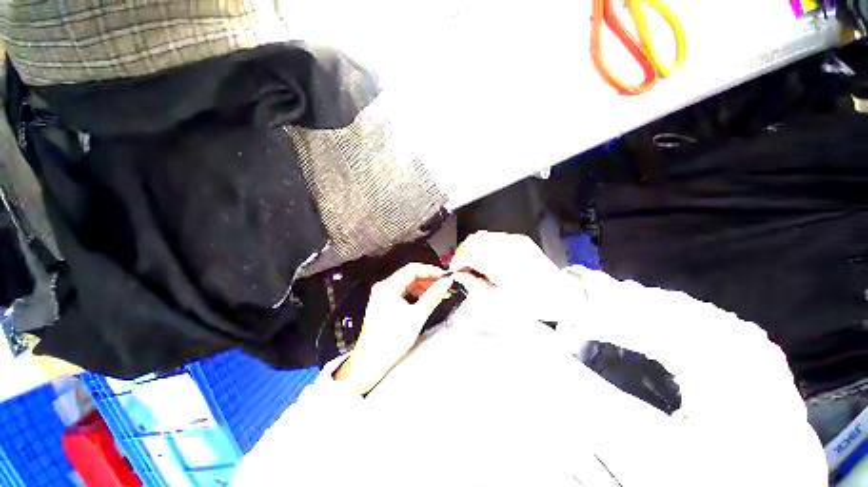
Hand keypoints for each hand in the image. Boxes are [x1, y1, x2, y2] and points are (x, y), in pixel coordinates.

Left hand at [335, 263, 454, 395]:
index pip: (412, 269)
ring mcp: (383, 295)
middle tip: (444, 285)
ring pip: (407, 284)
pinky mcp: (384, 303)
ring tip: (438, 294)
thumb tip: (447, 282)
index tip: (445, 275)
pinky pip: (403, 293)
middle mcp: (383, 287)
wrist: (371, 362)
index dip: (431, 270)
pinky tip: (425, 300)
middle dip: (428, 280)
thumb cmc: (392, 339)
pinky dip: (415, 295)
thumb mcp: (417, 316)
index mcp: (388, 286)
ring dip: (423, 287)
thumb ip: (433, 296)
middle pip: (410, 276)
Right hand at [449, 231, 565, 320]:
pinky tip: (487, 256)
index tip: (454, 269)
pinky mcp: (520, 239)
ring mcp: (514, 241)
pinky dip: (484, 244)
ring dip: (472, 246)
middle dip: (462, 251)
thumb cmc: (530, 302)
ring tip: (472, 260)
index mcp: (500, 265)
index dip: (457, 260)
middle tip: (461, 265)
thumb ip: (474, 285)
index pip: (469, 254)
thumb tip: (459, 275)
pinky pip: (494, 236)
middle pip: (473, 240)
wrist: (560, 293)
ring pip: (482, 236)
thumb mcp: (498, 301)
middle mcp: (506, 248)